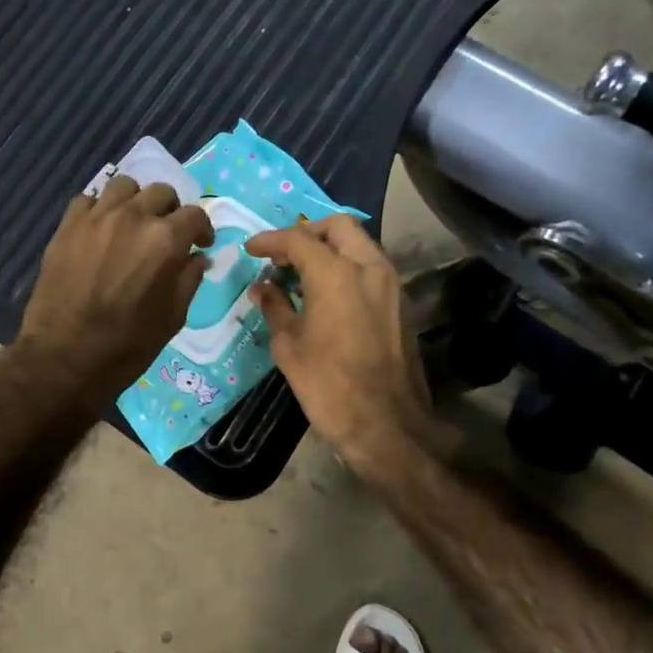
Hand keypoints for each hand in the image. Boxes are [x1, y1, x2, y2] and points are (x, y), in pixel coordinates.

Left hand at [18, 176, 213, 410]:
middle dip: (170, 211)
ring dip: (135, 201)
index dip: (202, 229)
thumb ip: (189, 280)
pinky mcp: (67, 225)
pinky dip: (100, 209)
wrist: (64, 356)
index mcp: (165, 240)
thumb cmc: (126, 345)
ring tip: (132, 223)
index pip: (194, 215)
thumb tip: (197, 258)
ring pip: (124, 186)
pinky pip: (88, 200)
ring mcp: (96, 217)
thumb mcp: (172, 318)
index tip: (200, 244)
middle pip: (161, 192)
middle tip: (166, 233)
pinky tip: (100, 230)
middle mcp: (133, 217)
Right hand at [244, 217, 447, 473]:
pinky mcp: (401, 303)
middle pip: (338, 227)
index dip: (270, 241)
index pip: (298, 239)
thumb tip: (263, 287)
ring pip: (360, 244)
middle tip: (284, 255)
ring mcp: (391, 284)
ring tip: (303, 274)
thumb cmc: (328, 385)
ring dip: (331, 249)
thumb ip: (275, 307)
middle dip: (308, 233)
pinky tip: (328, 293)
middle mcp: (368, 267)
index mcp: (335, 273)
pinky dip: (348, 267)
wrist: (387, 424)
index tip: (251, 249)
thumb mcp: (288, 345)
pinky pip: (371, 268)